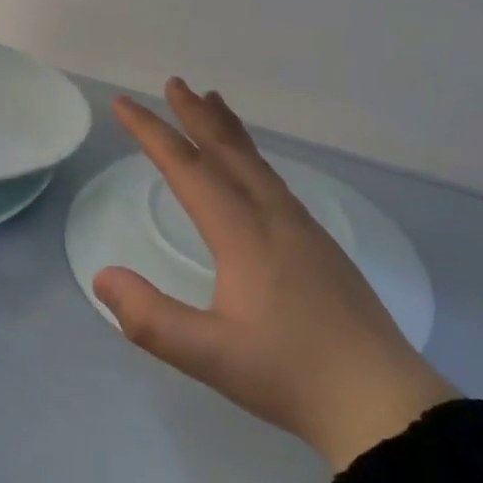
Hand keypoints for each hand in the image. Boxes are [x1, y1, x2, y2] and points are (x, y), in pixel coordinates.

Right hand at [94, 80, 458, 471]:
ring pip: (256, 162)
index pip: (187, 167)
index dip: (151, 132)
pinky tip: (252, 170)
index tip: (124, 103)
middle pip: (227, 150)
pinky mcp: (320, 244)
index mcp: (242, 232)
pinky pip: (273, 179)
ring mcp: (302, 227)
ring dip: (227, 129)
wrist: (380, 399)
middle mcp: (272, 216)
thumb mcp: (208, 355)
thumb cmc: (289, 374)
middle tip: (174, 83)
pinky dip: (251, 155)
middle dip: (195, 115)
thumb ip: (150, 318)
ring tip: (212, 103)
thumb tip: (102, 276)